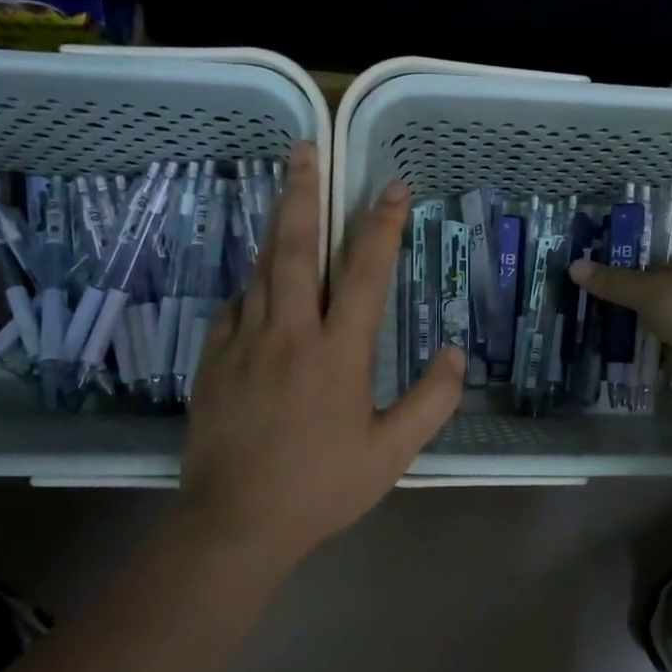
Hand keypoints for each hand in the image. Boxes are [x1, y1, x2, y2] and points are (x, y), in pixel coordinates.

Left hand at [178, 144, 463, 560]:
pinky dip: (254, 283)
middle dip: (304, 194)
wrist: (234, 523)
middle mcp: (288, 334)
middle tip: (306, 149)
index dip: (381, 226)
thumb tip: (457, 354)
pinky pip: (236, 305)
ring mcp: (243, 342)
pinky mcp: (214, 359)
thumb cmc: (321, 488)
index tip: (392, 188)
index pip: (364, 273)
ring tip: (286, 190)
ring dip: (277, 226)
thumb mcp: (391, 454)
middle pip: (295, 249)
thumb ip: (430, 401)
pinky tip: (260, 280)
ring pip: (261, 269)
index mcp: (337, 354)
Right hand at [568, 251, 671, 399]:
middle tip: (578, 297)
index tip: (591, 269)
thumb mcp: (648, 289)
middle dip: (617, 296)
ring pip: (646, 319)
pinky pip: (648, 345)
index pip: (651, 258)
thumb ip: (612, 281)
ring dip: (622, 323)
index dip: (622, 262)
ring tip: (582, 320)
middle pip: (646, 290)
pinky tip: (601, 346)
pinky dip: (631, 347)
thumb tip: (574, 266)